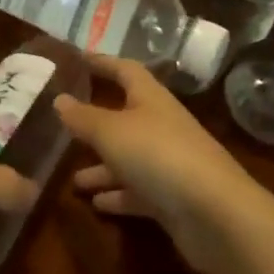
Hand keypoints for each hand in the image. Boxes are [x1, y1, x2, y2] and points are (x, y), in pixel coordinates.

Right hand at [55, 55, 260, 273]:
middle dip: (96, 122)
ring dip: (103, 167)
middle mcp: (161, 125)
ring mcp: (169, 163)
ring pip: (129, 158)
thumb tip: (59, 99)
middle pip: (125, 116)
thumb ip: (84, 117)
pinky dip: (118, 195)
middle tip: (65, 125)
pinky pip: (138, 191)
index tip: (78, 59)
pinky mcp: (173, 199)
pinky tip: (96, 204)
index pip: (125, 70)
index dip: (103, 62)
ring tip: (72, 179)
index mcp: (150, 98)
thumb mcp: (112, 131)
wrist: (214, 214)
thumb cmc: (158, 155)